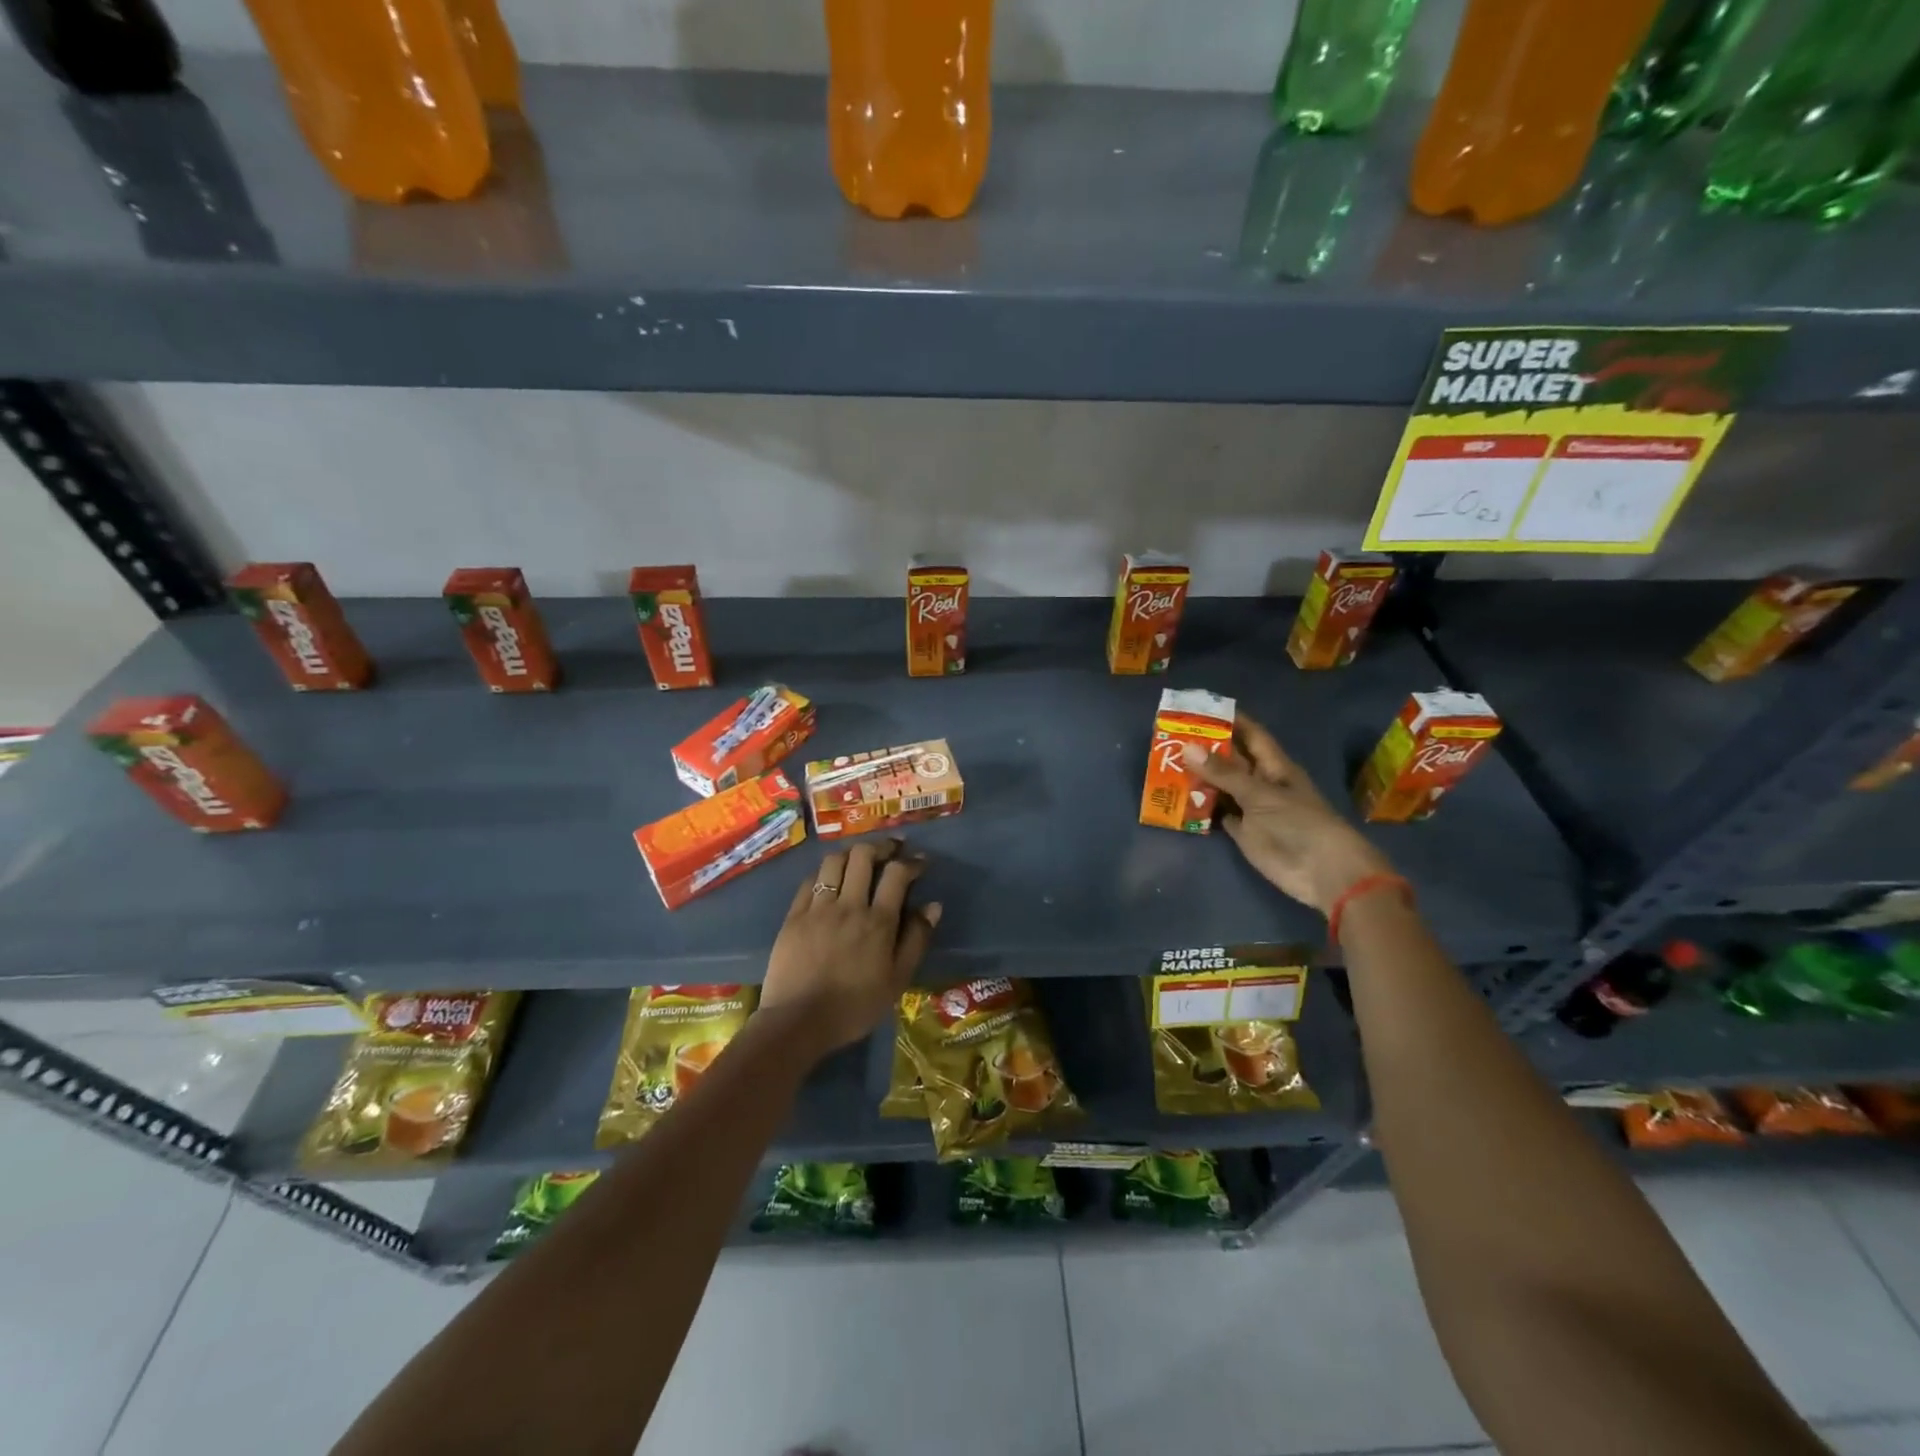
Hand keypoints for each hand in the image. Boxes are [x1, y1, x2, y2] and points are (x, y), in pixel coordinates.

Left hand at [760, 838, 941, 1058]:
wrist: (798, 1022)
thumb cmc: (855, 1007)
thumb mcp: (897, 980)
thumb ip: (916, 940)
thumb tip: (933, 906)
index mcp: (878, 921)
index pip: (897, 874)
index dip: (911, 862)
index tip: (920, 862)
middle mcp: (849, 905)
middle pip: (863, 856)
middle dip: (881, 847)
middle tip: (890, 851)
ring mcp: (817, 908)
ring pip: (834, 862)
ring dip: (851, 854)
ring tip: (859, 860)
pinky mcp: (793, 916)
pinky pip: (810, 881)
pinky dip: (824, 873)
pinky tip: (829, 880)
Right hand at [1185, 712, 1393, 914]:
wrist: (1321, 871)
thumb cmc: (1298, 823)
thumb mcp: (1260, 794)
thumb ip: (1223, 773)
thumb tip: (1187, 748)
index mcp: (1274, 767)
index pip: (1251, 735)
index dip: (1231, 720)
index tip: (1201, 709)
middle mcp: (1261, 783)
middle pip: (1232, 761)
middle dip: (1206, 749)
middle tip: (1171, 737)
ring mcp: (1252, 808)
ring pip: (1222, 787)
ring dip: (1199, 778)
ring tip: (1166, 764)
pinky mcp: (1244, 832)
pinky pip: (1218, 814)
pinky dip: (1202, 808)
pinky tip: (1178, 799)